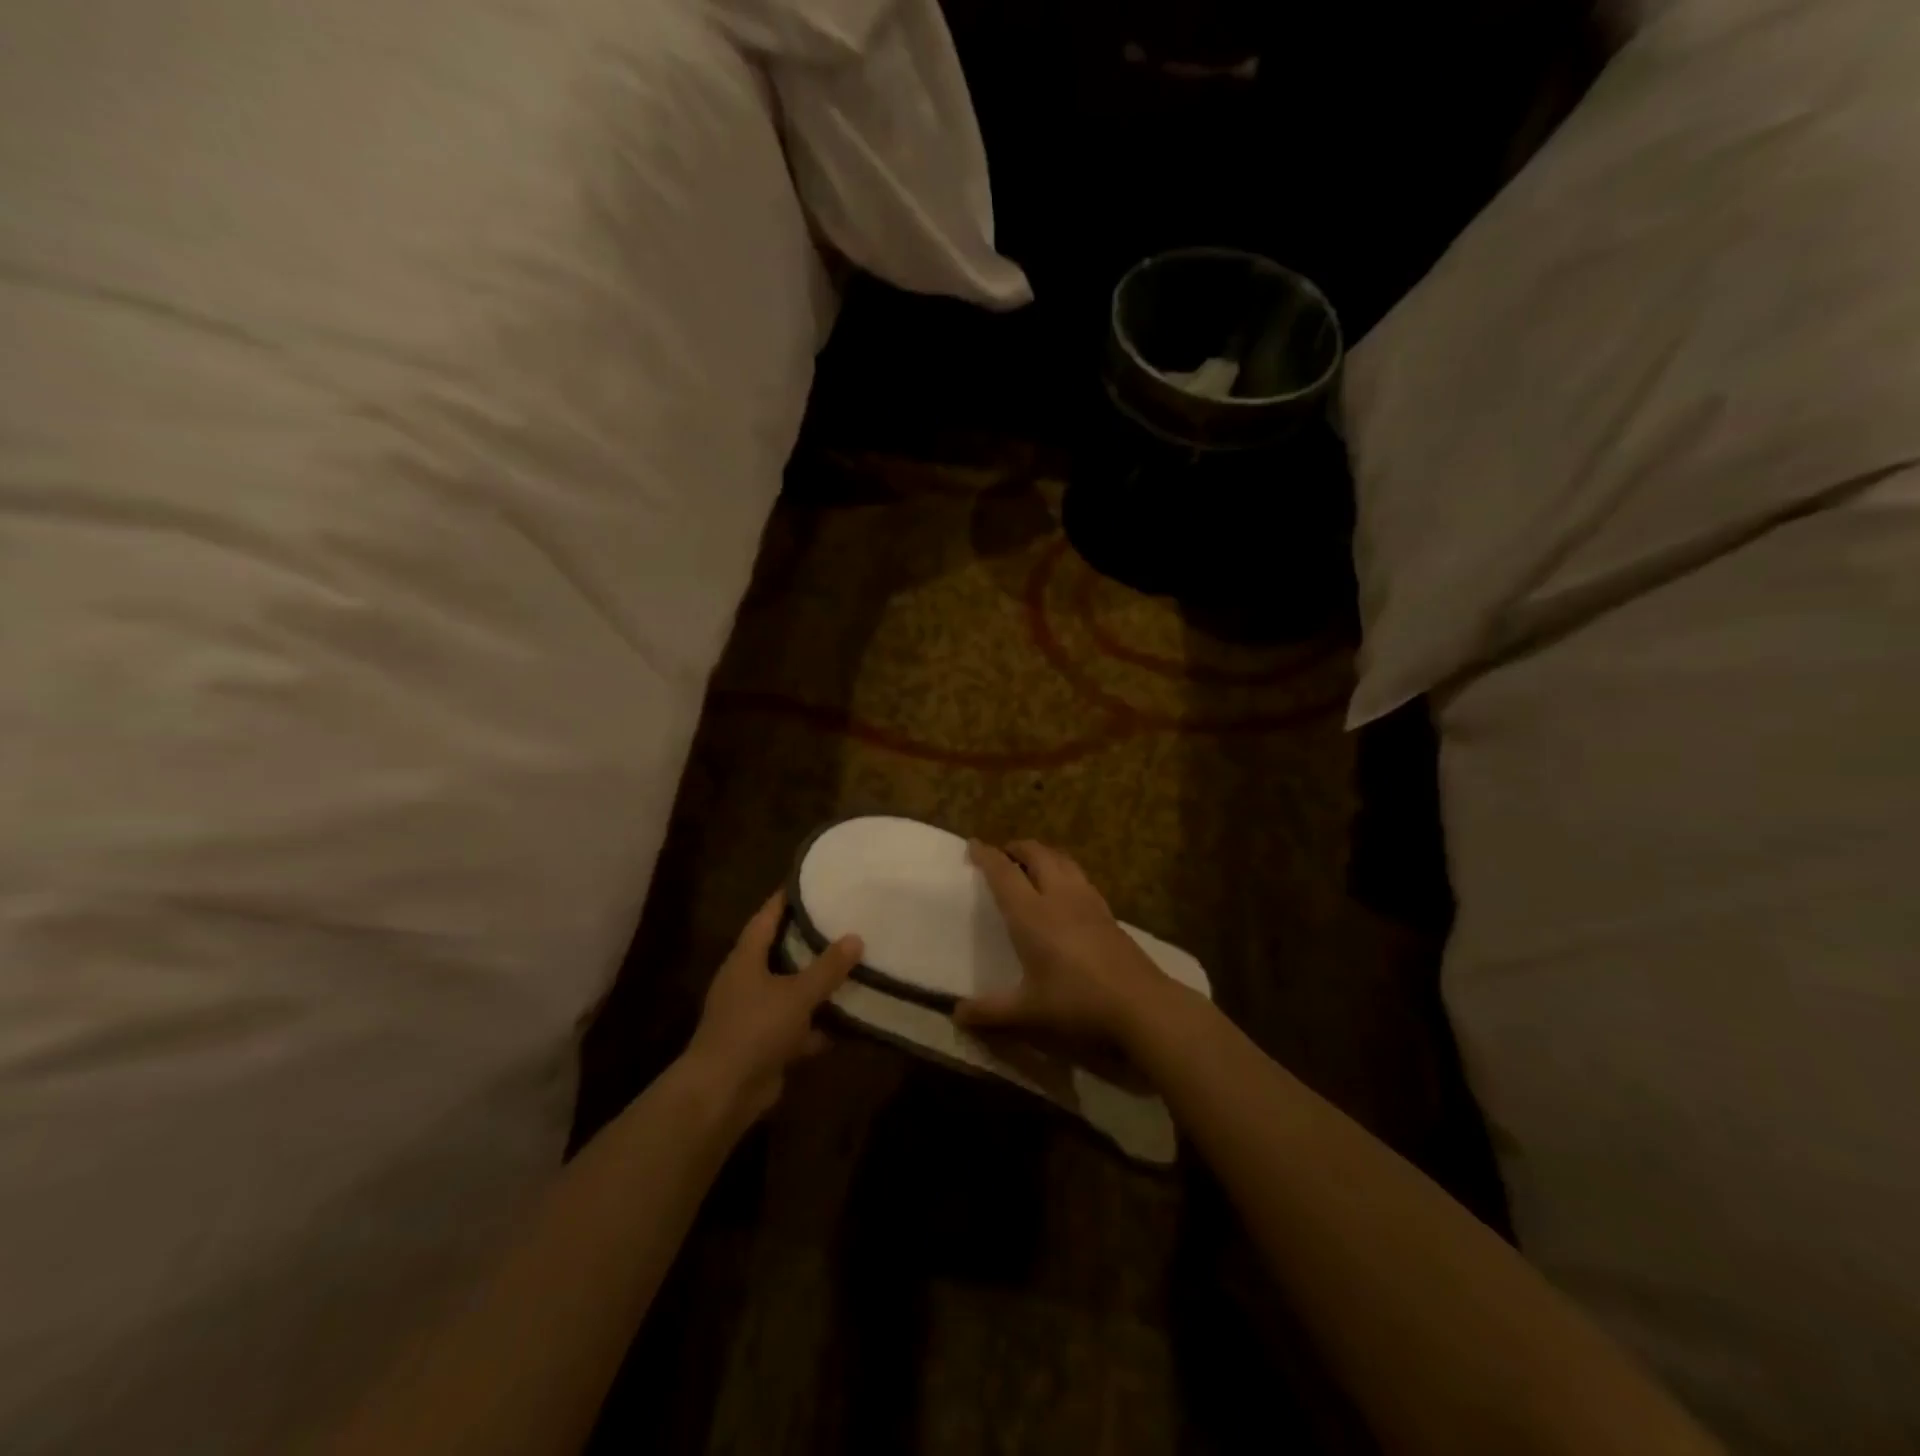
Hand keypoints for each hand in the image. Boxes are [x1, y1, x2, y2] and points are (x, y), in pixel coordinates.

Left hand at [682, 892, 862, 1128]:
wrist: (722, 1093)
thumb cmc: (755, 1029)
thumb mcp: (797, 994)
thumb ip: (827, 967)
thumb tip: (855, 937)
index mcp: (745, 959)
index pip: (766, 917)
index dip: (786, 899)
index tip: (810, 882)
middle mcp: (746, 981)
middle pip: (779, 952)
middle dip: (808, 940)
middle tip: (842, 921)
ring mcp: (753, 1014)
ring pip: (789, 991)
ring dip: (814, 985)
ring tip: (851, 967)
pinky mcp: (763, 1044)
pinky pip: (795, 1026)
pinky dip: (816, 1025)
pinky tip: (846, 1021)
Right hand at [956, 840, 1172, 1046]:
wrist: (1140, 1003)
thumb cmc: (1076, 1002)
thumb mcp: (1028, 1012)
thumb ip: (990, 1011)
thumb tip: (957, 1015)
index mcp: (1031, 914)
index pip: (1004, 873)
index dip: (987, 856)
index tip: (974, 844)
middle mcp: (1058, 896)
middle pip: (1037, 854)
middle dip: (1017, 847)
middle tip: (1003, 854)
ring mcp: (1087, 900)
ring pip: (1062, 859)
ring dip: (1043, 854)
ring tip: (1032, 864)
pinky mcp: (1107, 910)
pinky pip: (1080, 875)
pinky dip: (1064, 869)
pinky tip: (1065, 889)